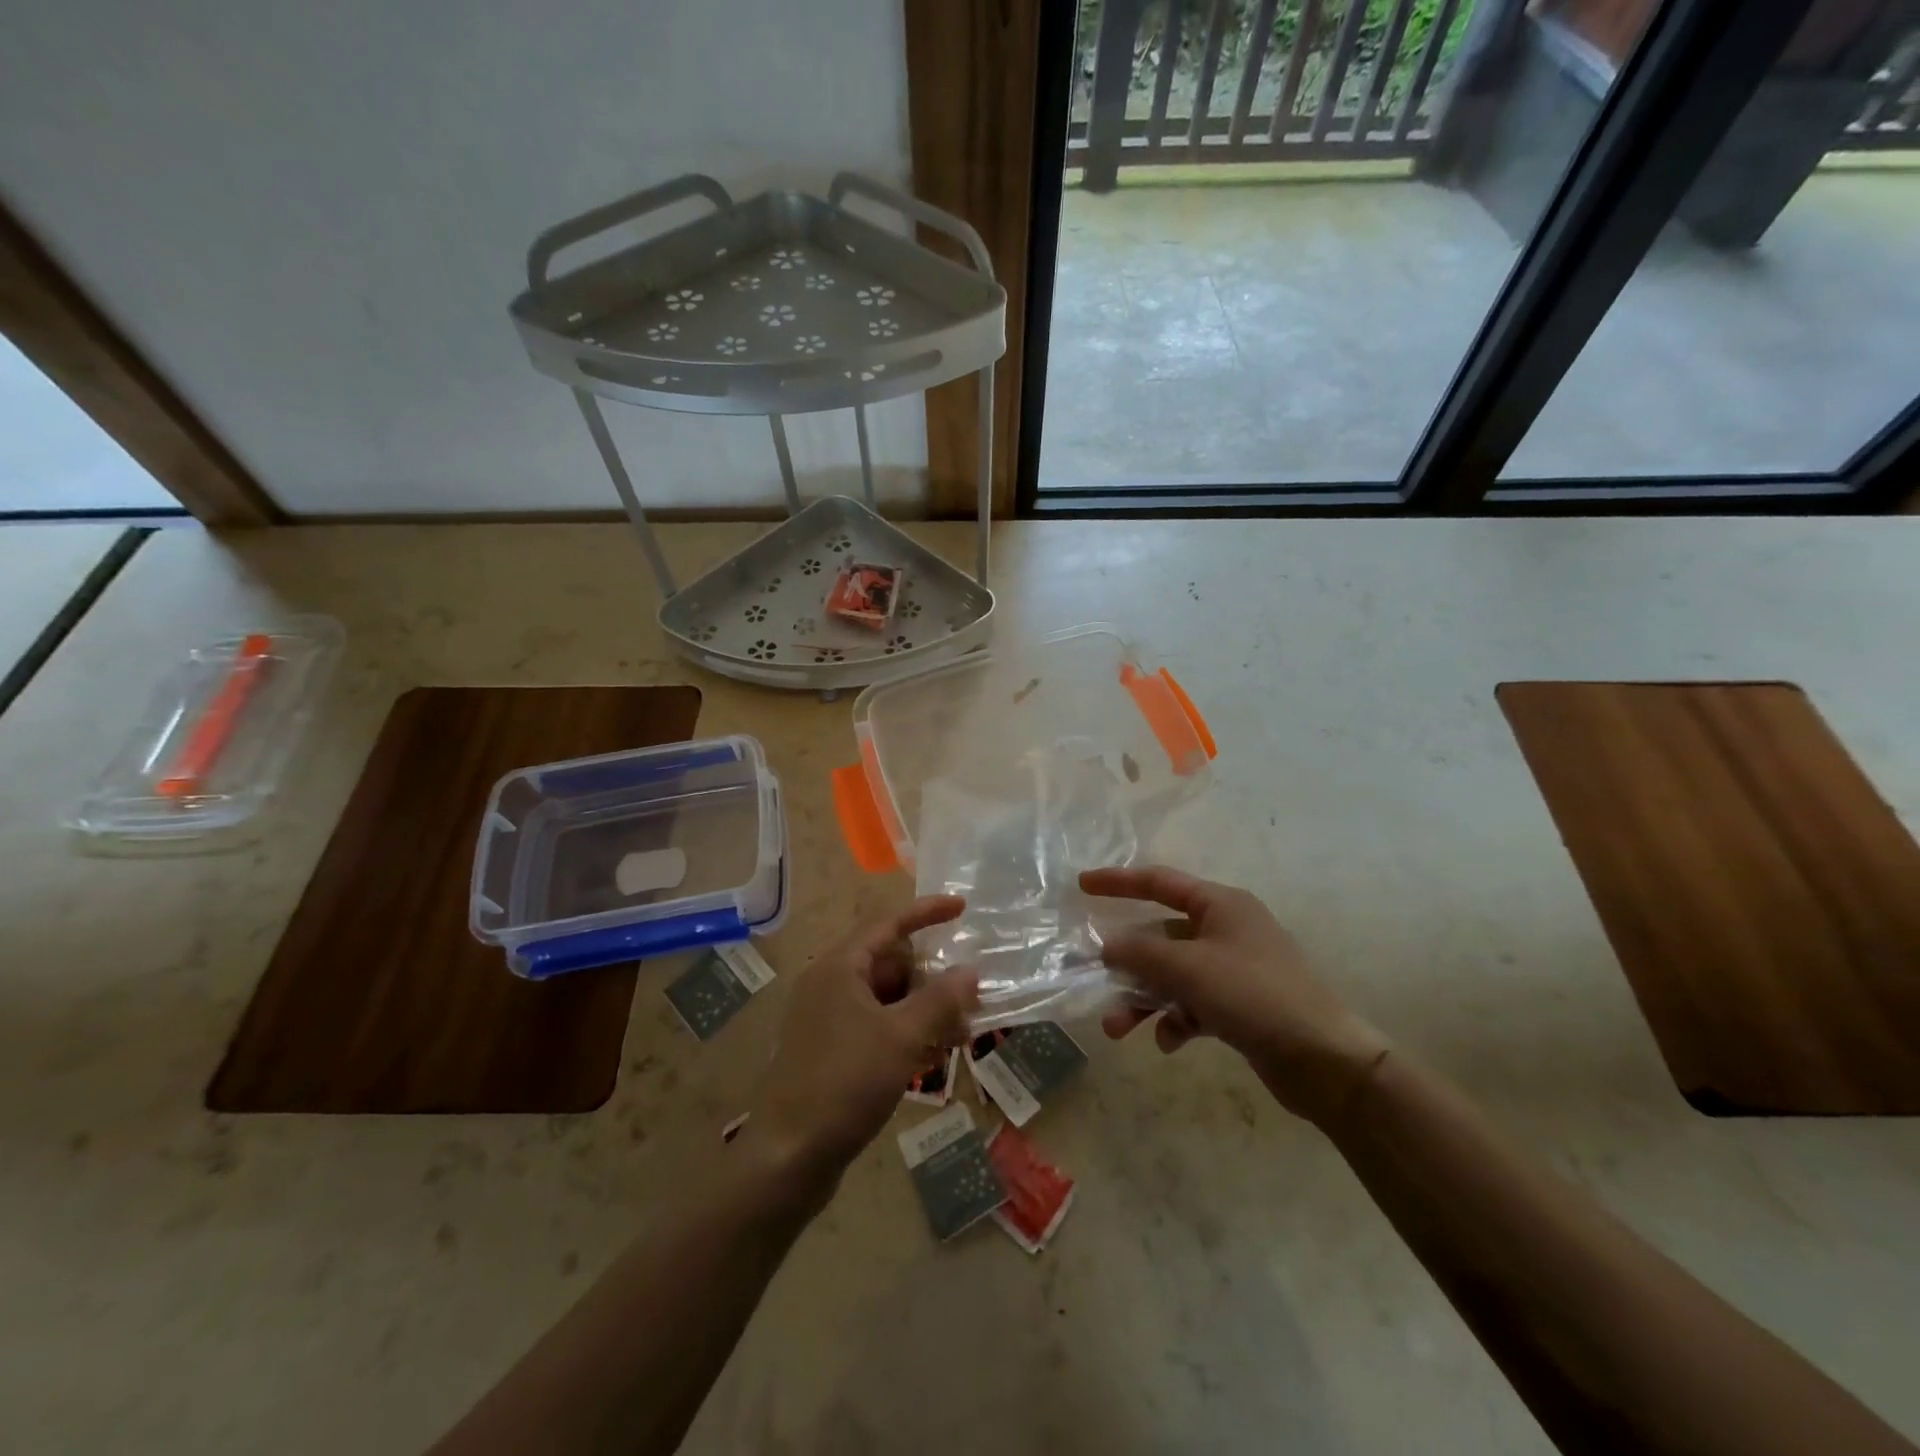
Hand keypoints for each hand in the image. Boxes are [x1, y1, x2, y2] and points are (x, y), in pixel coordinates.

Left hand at [748, 896, 979, 1183]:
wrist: (788, 1157)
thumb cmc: (845, 1083)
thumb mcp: (901, 1037)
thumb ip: (940, 1000)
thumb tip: (970, 971)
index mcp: (839, 968)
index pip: (888, 924)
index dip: (926, 913)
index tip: (962, 908)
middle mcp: (830, 985)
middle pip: (889, 963)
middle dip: (931, 976)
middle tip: (970, 995)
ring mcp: (828, 1020)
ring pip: (886, 999)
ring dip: (923, 1009)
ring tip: (961, 1031)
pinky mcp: (830, 1052)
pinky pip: (876, 1027)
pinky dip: (906, 1032)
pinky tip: (933, 1056)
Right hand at [1080, 866, 1389, 1126]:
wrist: (1325, 1061)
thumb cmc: (1254, 995)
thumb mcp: (1188, 968)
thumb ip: (1141, 952)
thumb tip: (1108, 946)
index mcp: (1221, 905)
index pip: (1159, 882)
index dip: (1118, 882)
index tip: (1082, 885)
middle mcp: (1227, 930)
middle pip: (1161, 937)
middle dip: (1128, 963)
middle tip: (1096, 981)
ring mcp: (1234, 969)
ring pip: (1173, 975)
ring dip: (1144, 999)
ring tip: (1119, 1030)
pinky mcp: (1240, 1007)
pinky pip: (1193, 1004)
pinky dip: (1175, 1019)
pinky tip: (1170, 1042)